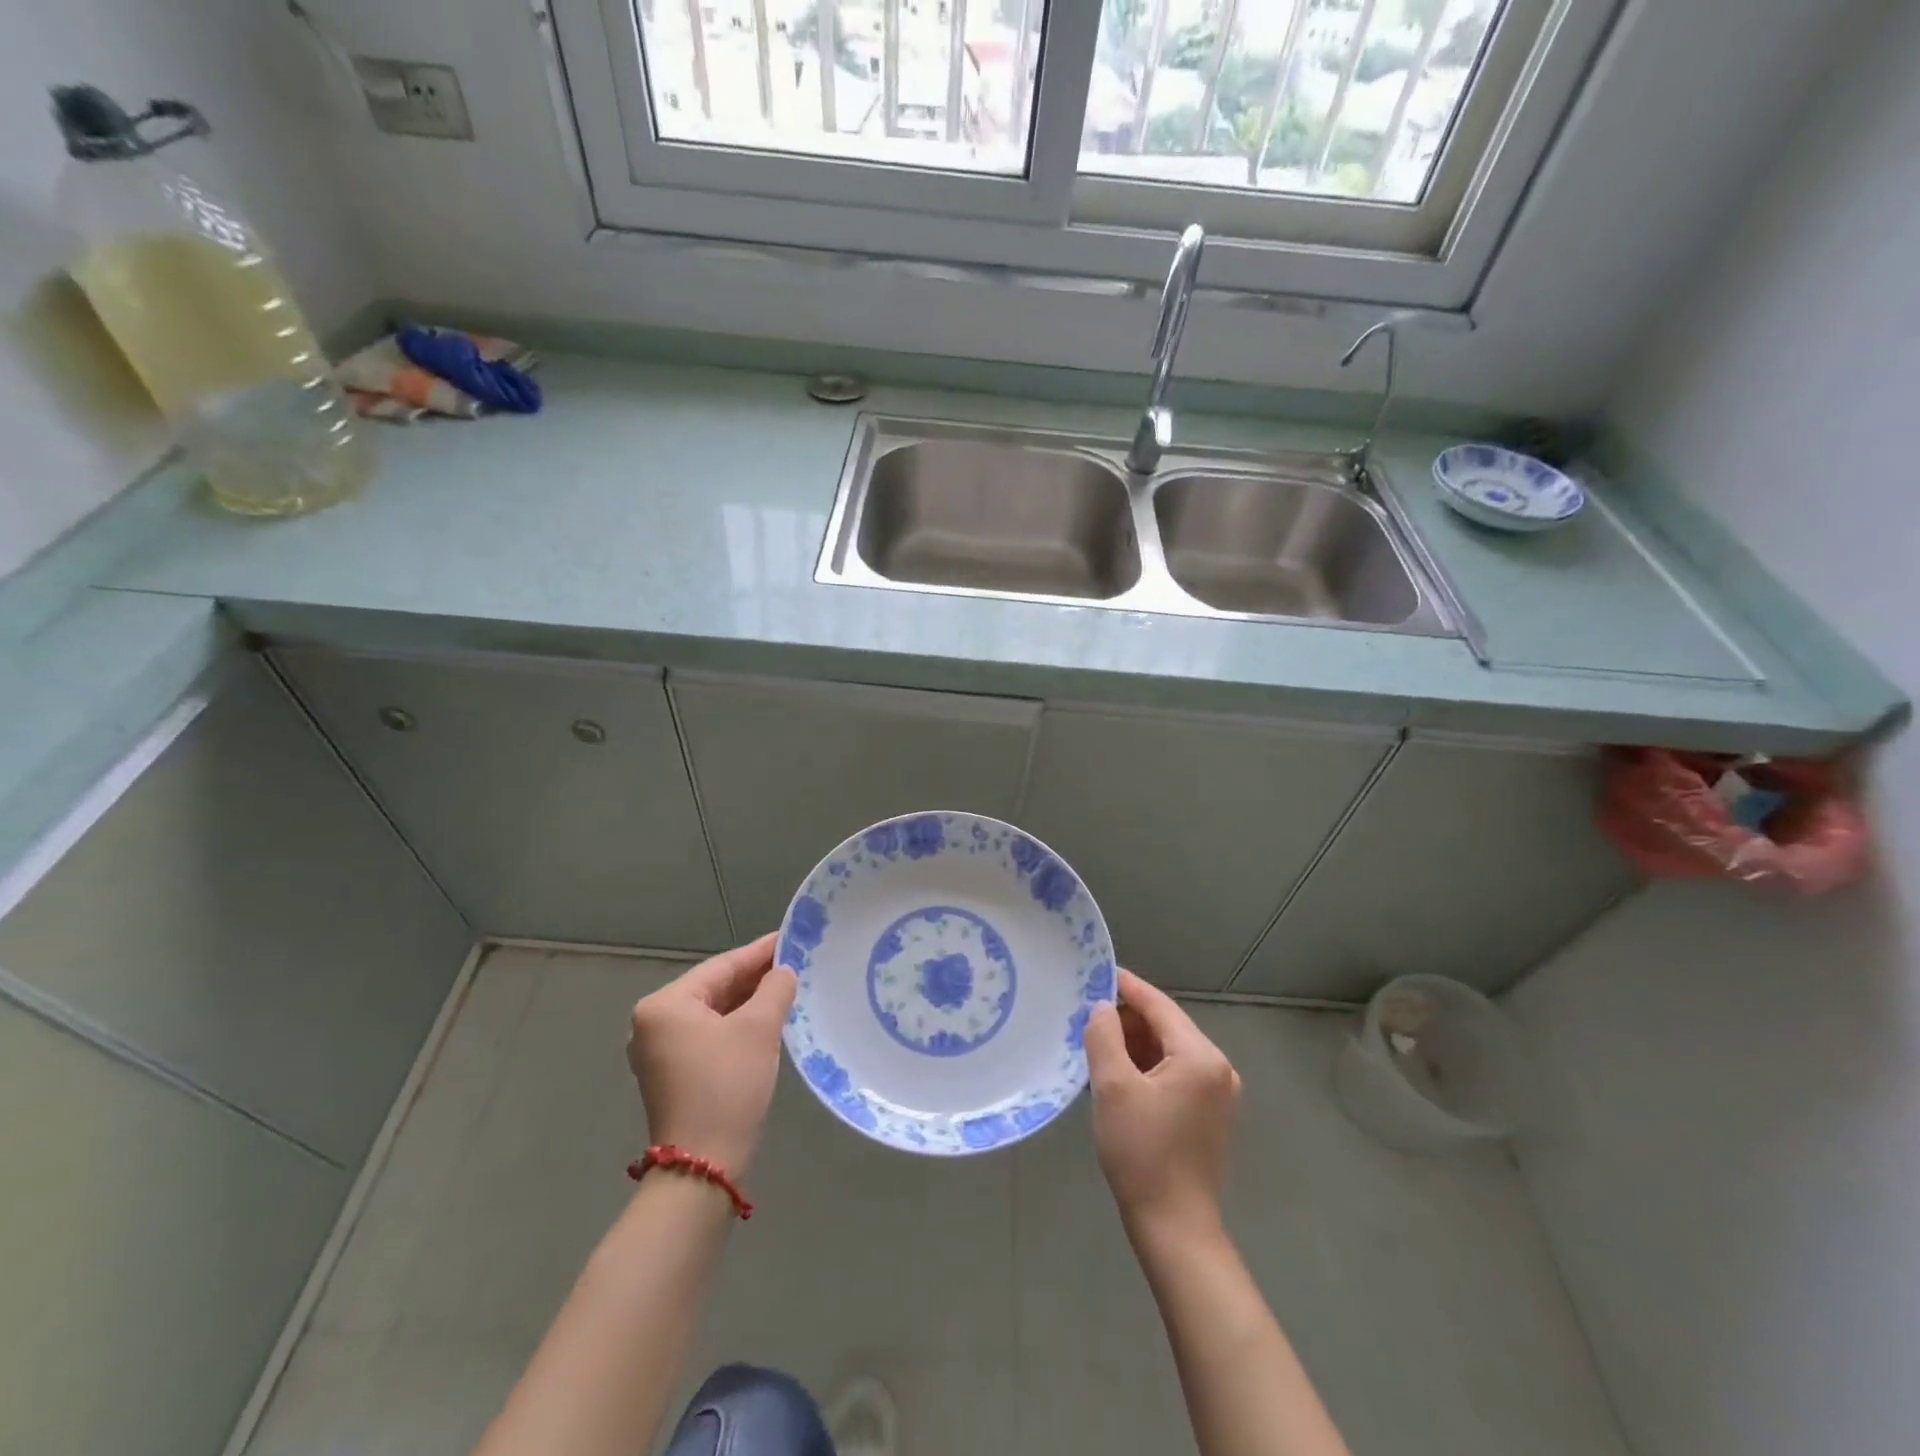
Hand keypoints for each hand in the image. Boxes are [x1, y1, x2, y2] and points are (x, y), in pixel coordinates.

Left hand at [627, 934, 797, 1176]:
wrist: (703, 1166)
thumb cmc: (727, 1086)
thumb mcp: (759, 1029)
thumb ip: (775, 989)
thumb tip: (784, 971)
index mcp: (664, 1005)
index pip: (721, 966)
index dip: (759, 952)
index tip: (790, 938)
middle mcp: (653, 1023)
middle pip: (714, 988)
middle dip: (754, 978)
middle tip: (794, 963)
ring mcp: (658, 1052)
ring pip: (712, 1013)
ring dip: (748, 1002)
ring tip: (786, 988)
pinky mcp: (671, 1075)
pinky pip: (708, 1036)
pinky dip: (736, 1026)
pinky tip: (765, 1020)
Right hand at [1084, 969, 1241, 1237]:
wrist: (1175, 1228)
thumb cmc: (1142, 1153)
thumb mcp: (1113, 1088)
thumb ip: (1104, 1036)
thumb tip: (1101, 1007)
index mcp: (1200, 1056)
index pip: (1159, 1005)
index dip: (1126, 986)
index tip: (1095, 972)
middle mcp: (1217, 1067)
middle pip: (1165, 1026)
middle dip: (1126, 1018)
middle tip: (1085, 1014)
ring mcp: (1216, 1092)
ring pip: (1168, 1050)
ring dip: (1134, 1043)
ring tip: (1095, 1042)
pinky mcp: (1208, 1114)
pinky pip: (1173, 1073)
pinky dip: (1145, 1066)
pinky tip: (1116, 1072)